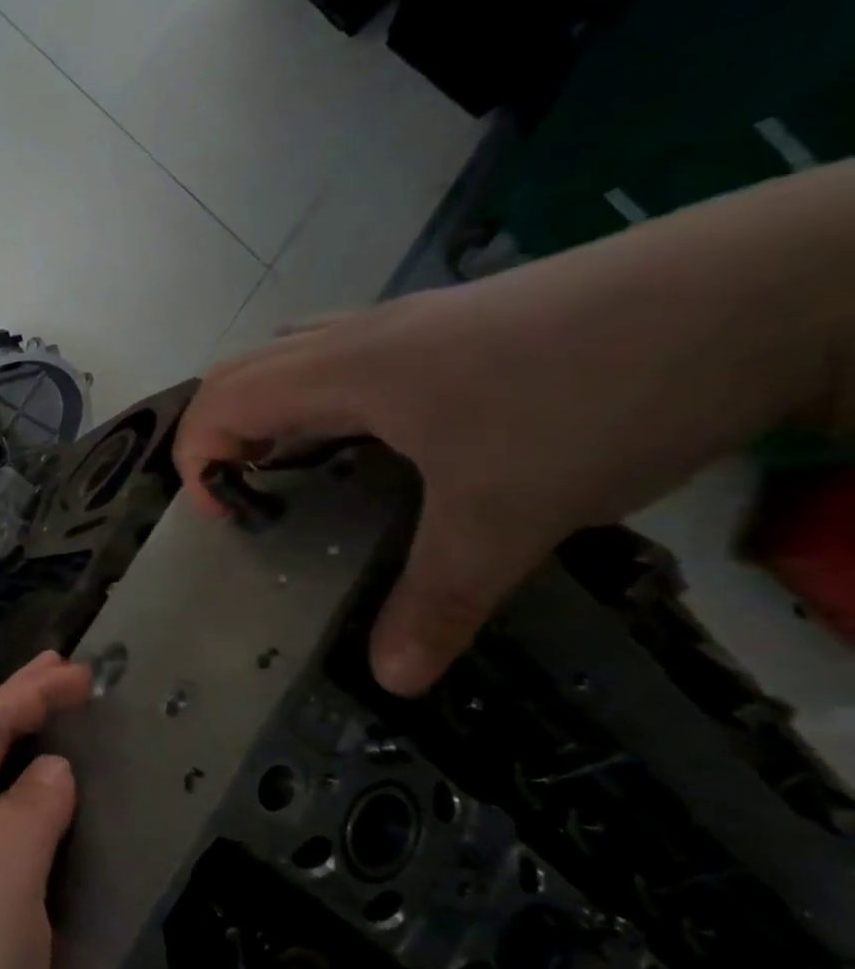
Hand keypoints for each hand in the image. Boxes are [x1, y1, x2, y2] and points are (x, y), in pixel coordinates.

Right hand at [173, 196, 849, 696]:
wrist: (770, 288)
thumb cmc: (595, 396)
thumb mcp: (508, 515)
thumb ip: (438, 599)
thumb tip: (392, 679)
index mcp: (344, 370)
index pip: (220, 400)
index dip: (198, 460)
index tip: (227, 519)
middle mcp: (362, 337)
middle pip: (244, 370)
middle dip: (222, 436)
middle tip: (249, 499)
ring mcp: (414, 323)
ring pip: (297, 356)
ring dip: (272, 412)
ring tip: (296, 472)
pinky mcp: (460, 325)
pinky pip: (352, 357)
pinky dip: (327, 398)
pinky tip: (379, 443)